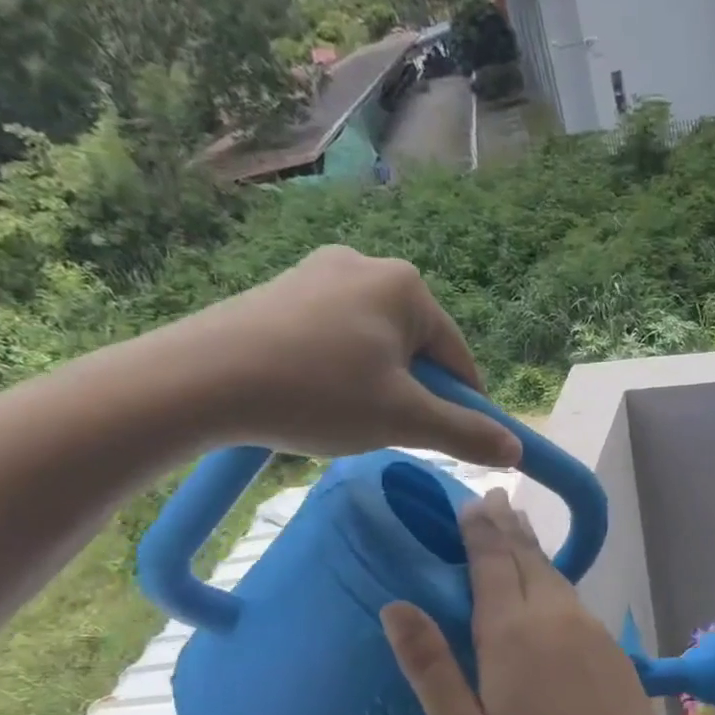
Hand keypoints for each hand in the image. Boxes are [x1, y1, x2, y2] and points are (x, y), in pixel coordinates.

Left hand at [145, 245, 520, 467]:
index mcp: (406, 287)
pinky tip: (316, 396)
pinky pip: (337, 338)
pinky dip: (340, 371)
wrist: (198, 380)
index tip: (452, 443)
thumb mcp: (404, 419)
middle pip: (417, 349)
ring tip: (346, 418)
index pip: (459, 358)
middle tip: (388, 431)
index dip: (463, 406)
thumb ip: (466, 433)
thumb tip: (516, 448)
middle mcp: (366, 265)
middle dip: (414, 393)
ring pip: (377, 345)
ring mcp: (319, 273)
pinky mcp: (283, 291)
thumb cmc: (318, 393)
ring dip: (378, 385)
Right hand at [380, 489, 669, 714]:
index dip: (479, 529)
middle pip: (527, 558)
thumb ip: (430, 666)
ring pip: (554, 574)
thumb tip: (394, 606)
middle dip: (507, 526)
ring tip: (517, 526)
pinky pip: (573, 597)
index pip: (492, 562)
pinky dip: (553, 577)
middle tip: (493, 498)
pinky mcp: (611, 645)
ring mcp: (588, 627)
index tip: (470, 500)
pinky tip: (549, 584)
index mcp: (511, 630)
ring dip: (532, 548)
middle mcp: (553, 615)